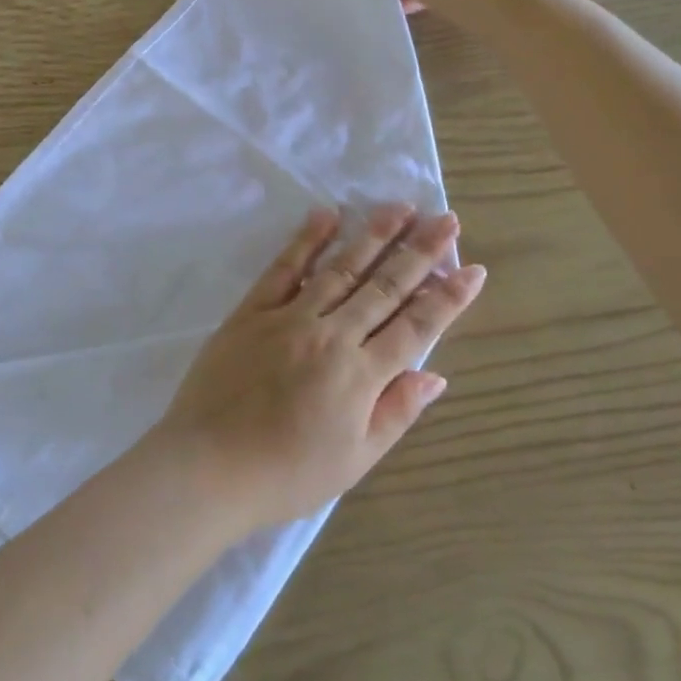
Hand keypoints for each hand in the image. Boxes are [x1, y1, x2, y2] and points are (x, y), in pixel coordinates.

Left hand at [152, 206, 485, 530]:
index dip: (448, 298)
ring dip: (373, 235)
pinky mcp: (252, 311)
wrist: (208, 467)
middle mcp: (332, 335)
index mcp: (361, 375)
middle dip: (420, 252)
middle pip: (384, 287)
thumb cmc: (286, 474)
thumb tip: (436, 375)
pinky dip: (307, 240)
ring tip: (400, 207)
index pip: (416, 327)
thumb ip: (396, 412)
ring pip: (340, 268)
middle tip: (445, 219)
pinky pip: (283, 268)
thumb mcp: (354, 459)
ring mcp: (289, 318)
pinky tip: (327, 214)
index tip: (473, 268)